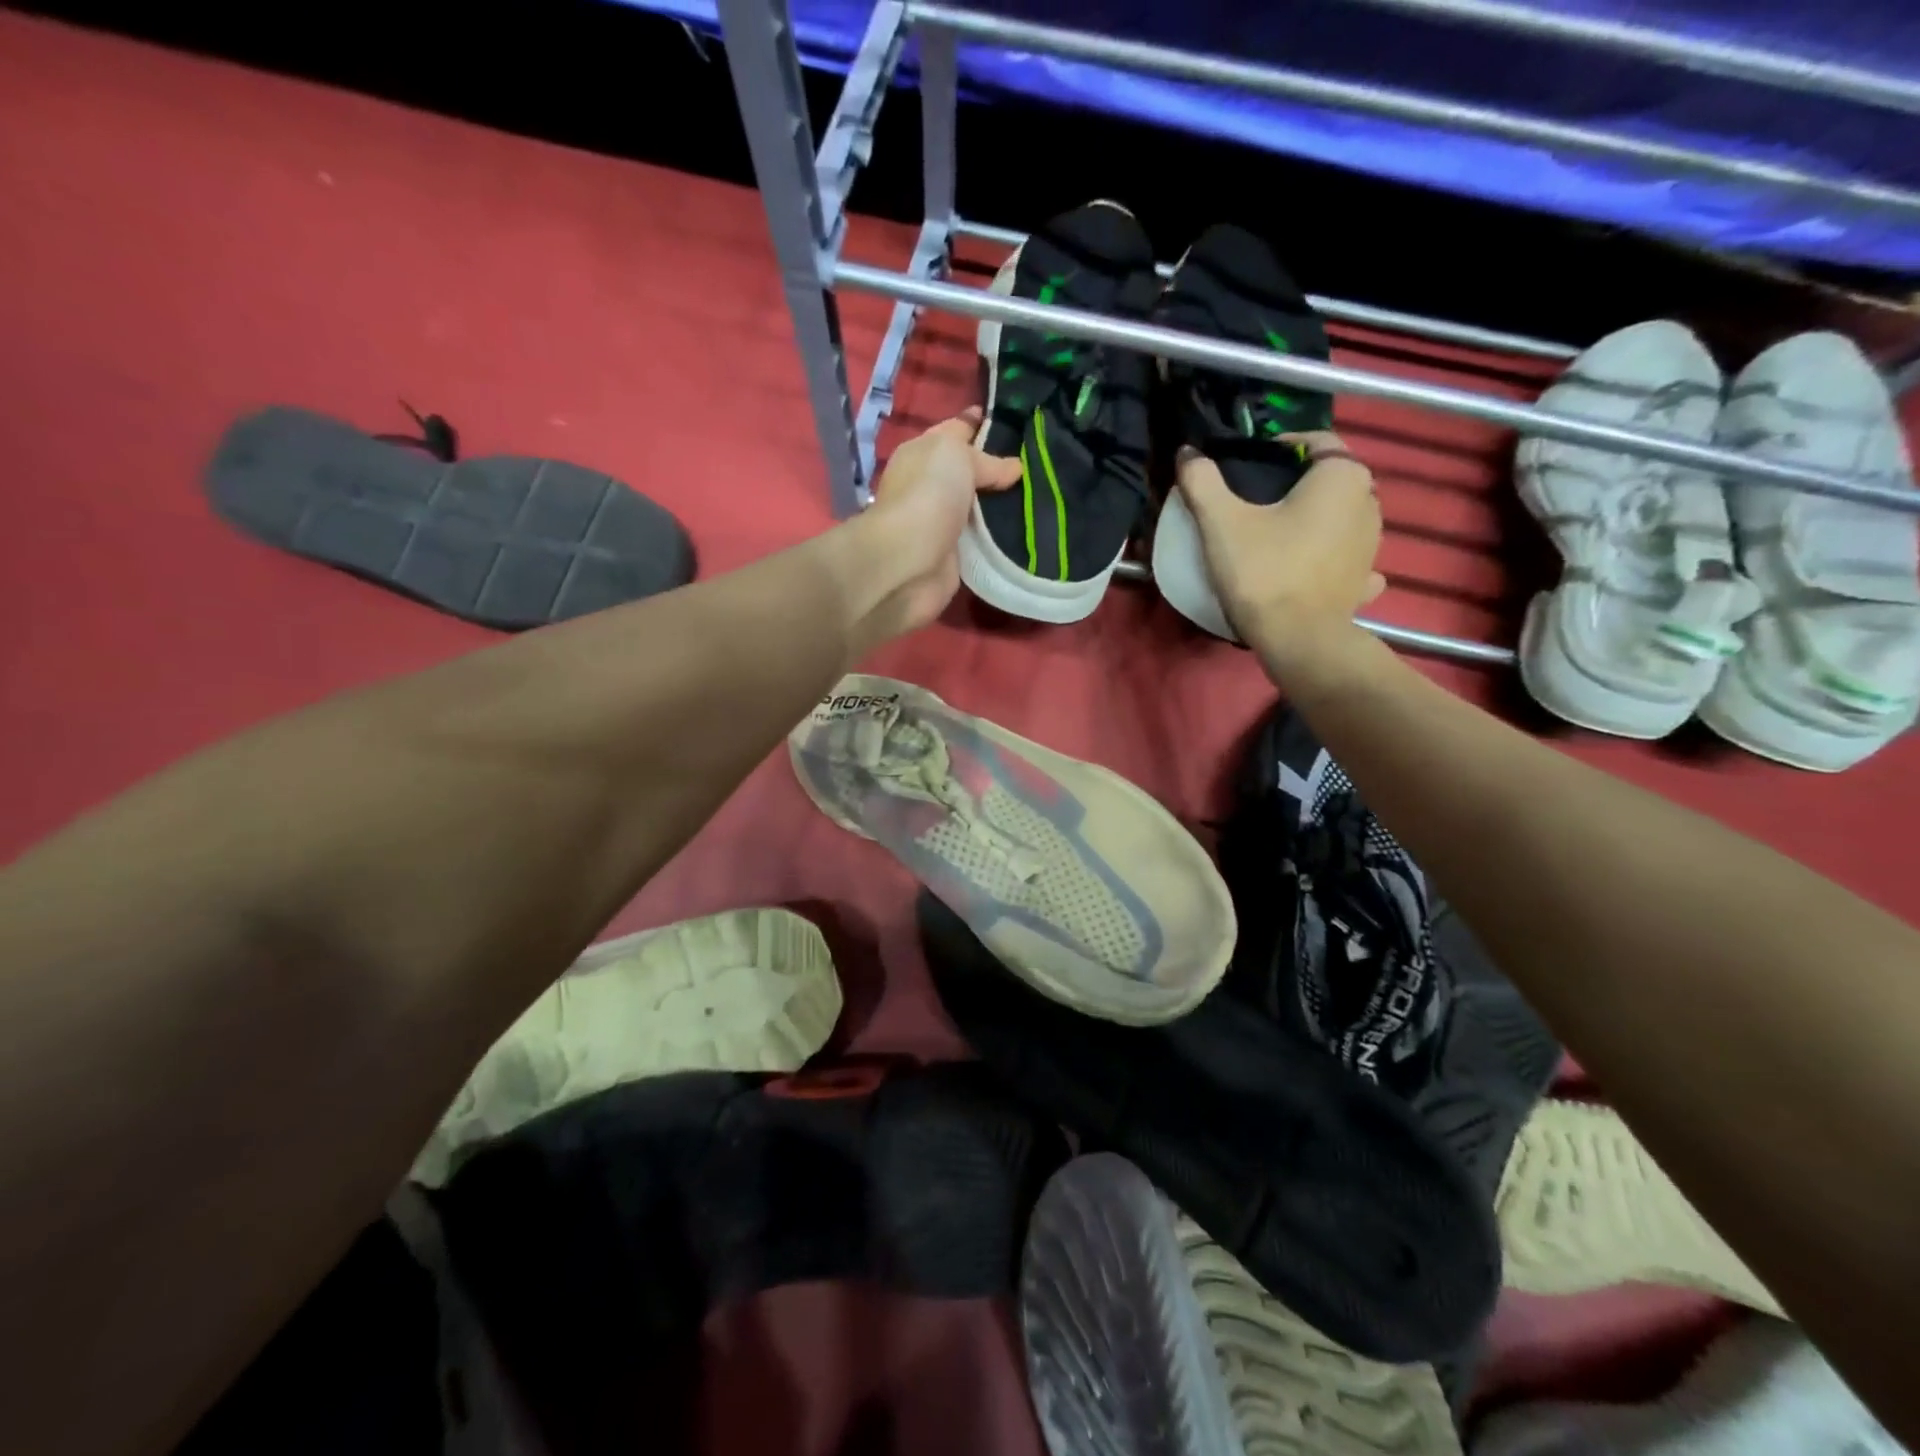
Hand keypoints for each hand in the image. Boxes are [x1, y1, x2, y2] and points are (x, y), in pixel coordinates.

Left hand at [853, 408, 1020, 639]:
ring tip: (1042, 495)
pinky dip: (1000, 536)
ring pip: (980, 507)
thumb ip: (986, 460)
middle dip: (1000, 468)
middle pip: (970, 471)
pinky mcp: (954, 555)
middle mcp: (930, 485)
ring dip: (1003, 505)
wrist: (910, 559)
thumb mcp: (958, 456)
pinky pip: (983, 539)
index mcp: (923, 452)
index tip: (1019, 425)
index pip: (956, 430)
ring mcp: (942, 521)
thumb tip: (1014, 468)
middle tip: (1040, 463)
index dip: (982, 424)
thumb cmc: (928, 493)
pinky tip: (1028, 529)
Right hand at [1174, 431, 1385, 656]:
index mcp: (1341, 477)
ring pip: (1341, 516)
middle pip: (1330, 479)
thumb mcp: (1222, 523)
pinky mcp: (1364, 579)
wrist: (1298, 641)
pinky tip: (1311, 565)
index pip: (1317, 441)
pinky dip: (1331, 554)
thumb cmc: (1263, 572)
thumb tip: (1187, 452)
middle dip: (1298, 483)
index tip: (1250, 464)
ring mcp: (1372, 544)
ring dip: (1316, 517)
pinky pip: (1348, 556)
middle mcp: (1368, 502)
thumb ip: (1202, 481)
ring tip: (1277, 533)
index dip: (1281, 446)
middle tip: (1257, 500)